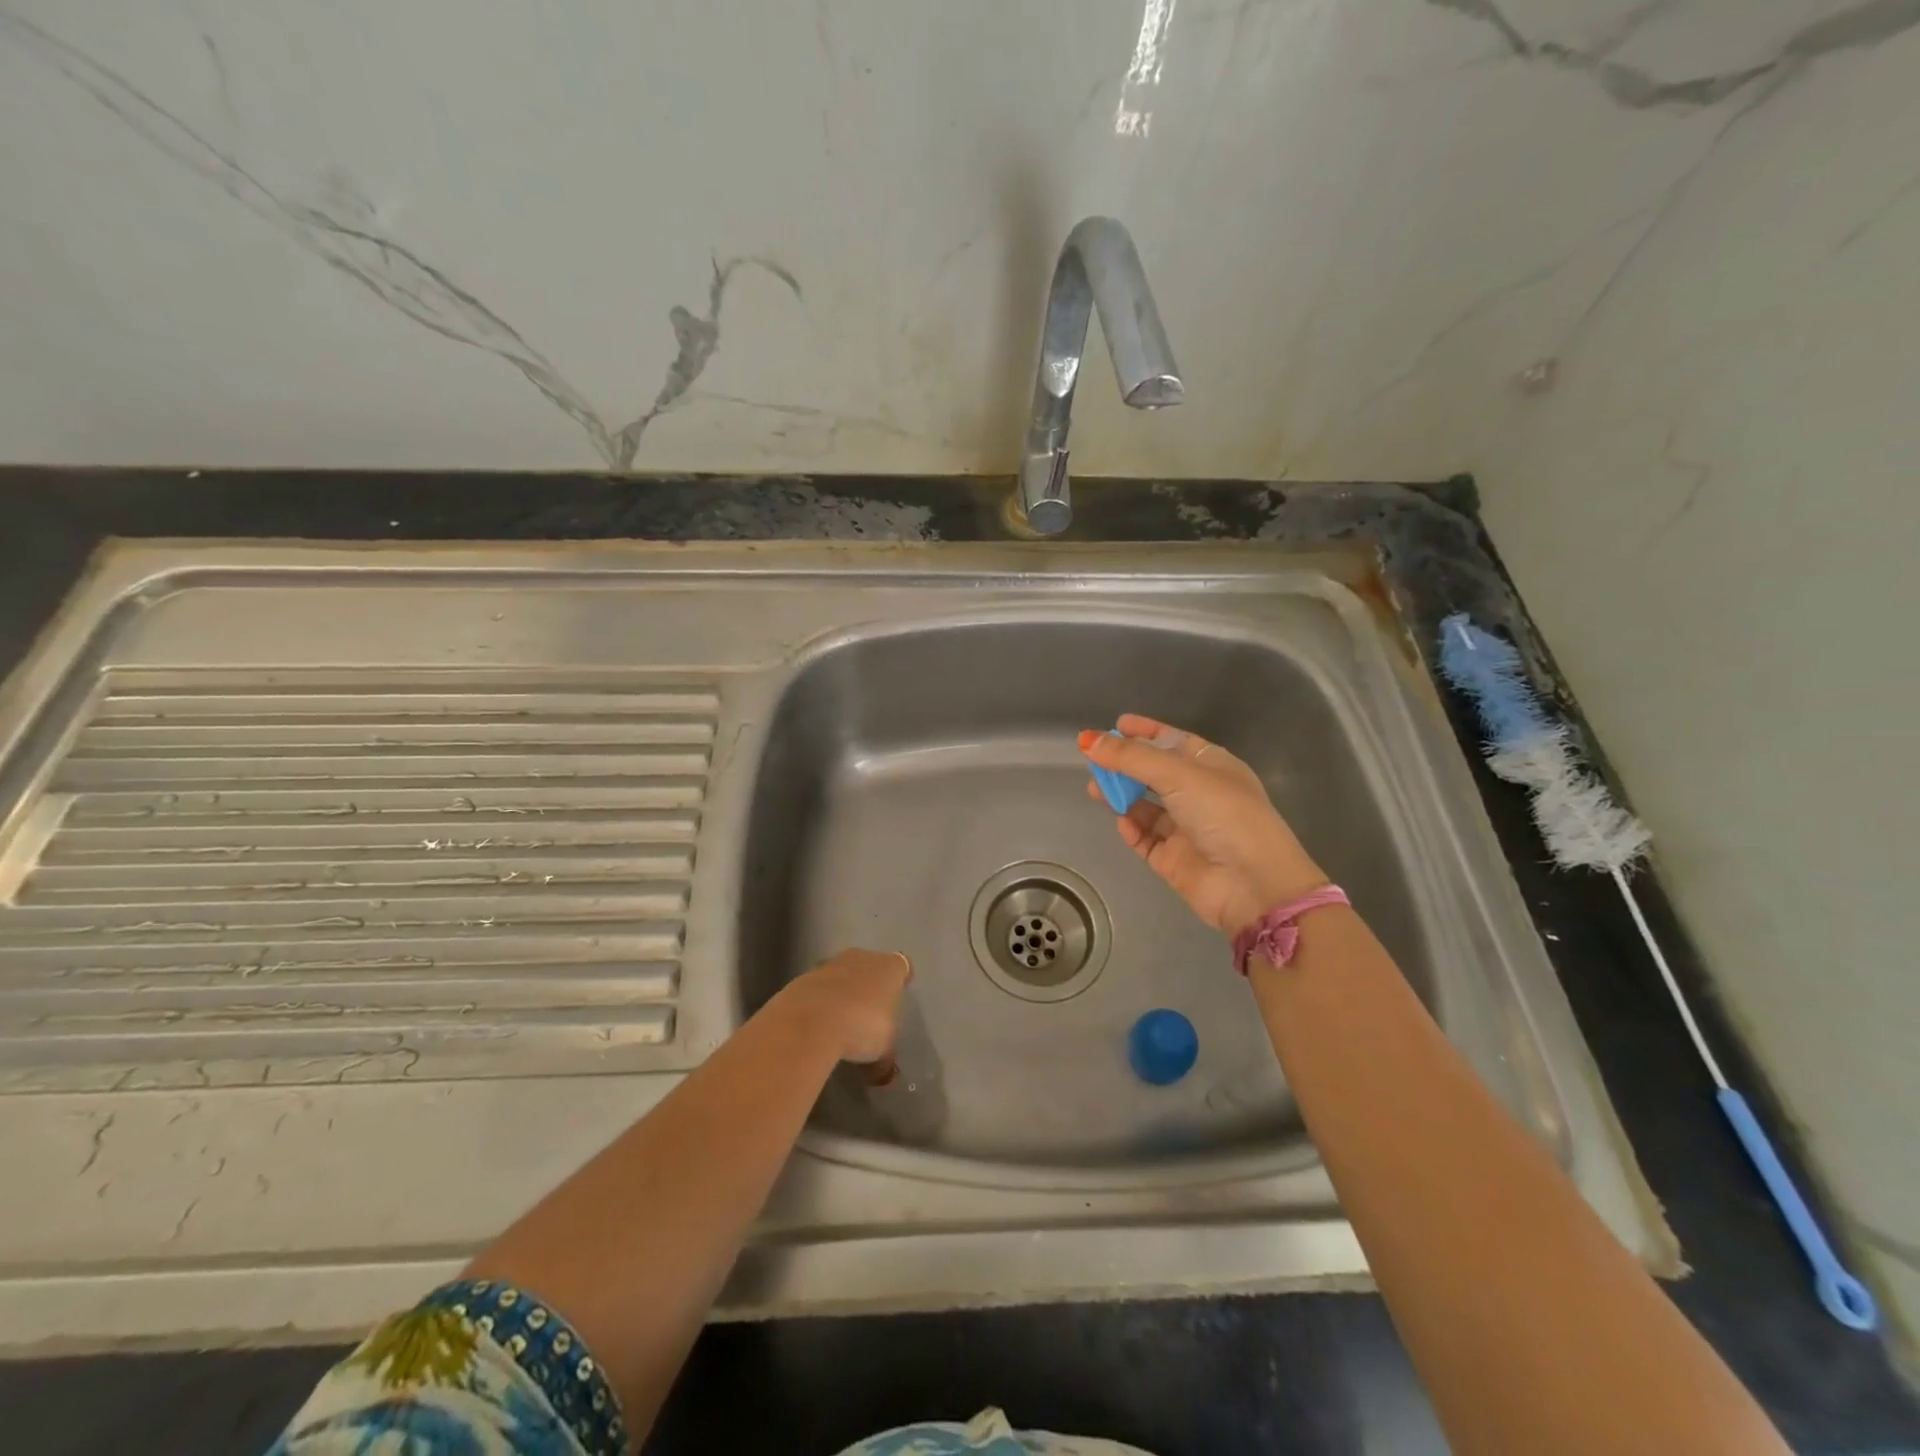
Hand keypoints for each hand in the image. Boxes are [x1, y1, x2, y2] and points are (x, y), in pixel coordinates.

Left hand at [776, 948, 911, 1063]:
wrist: (810, 1020)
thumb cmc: (861, 1026)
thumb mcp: (882, 1050)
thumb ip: (885, 1061)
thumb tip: (884, 1076)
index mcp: (890, 968)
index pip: (901, 966)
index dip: (900, 979)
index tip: (899, 991)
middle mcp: (862, 958)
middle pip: (869, 966)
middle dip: (869, 985)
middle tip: (869, 1010)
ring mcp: (830, 964)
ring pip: (841, 974)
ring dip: (841, 992)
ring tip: (840, 1021)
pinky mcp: (803, 977)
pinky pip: (817, 988)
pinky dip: (818, 1002)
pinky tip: (816, 1025)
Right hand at [1081, 714, 1326, 937]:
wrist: (1252, 884)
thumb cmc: (1224, 814)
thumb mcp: (1178, 775)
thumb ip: (1131, 757)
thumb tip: (1088, 740)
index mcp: (1211, 766)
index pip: (1172, 742)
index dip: (1145, 732)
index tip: (1116, 724)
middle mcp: (1199, 794)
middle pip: (1153, 773)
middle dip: (1124, 765)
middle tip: (1094, 760)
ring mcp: (1186, 828)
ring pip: (1144, 806)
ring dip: (1120, 795)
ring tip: (1095, 789)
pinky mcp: (1174, 859)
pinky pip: (1145, 838)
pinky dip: (1132, 829)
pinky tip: (1123, 822)